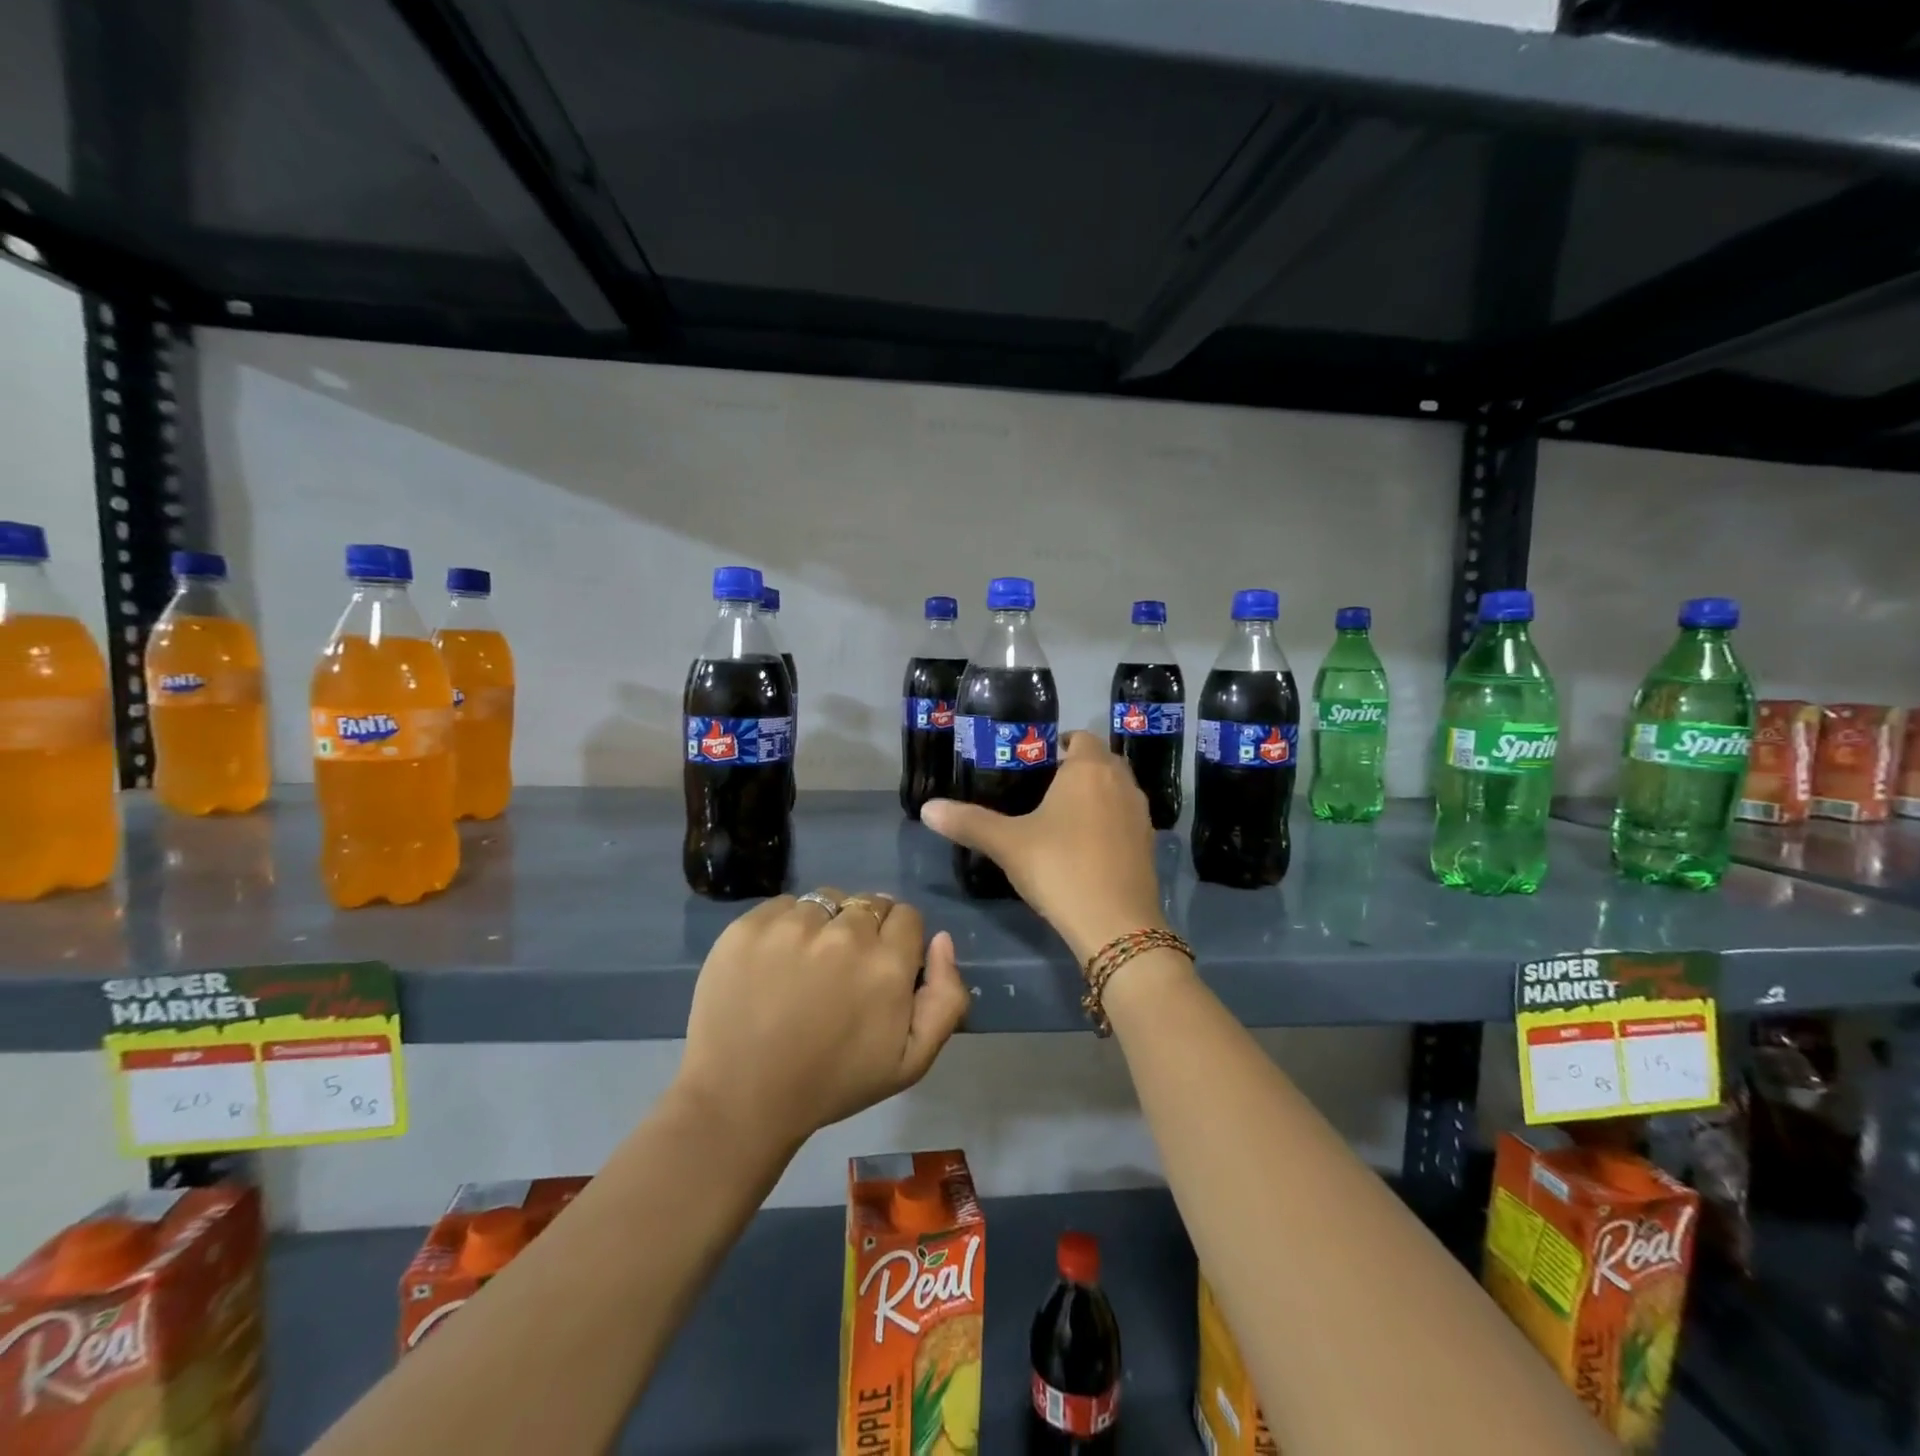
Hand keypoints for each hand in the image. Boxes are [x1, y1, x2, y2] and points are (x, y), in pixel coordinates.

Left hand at [676, 891, 970, 1147]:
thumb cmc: (833, 1083)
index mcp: (887, 963)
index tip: (879, 969)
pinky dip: (785, 926)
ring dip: (824, 924)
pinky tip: (774, 962)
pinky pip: (783, 905)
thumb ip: (946, 998)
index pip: (906, 915)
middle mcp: (844, 933)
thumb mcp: (911, 1062)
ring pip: (825, 901)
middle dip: (863, 930)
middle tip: (842, 971)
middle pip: (868, 904)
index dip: (897, 940)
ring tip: (805, 965)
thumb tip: (941, 939)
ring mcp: (792, 925)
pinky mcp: (749, 926)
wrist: (741, 1100)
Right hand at [921, 732, 1166, 962]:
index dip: (1058, 744)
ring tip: (1061, 818)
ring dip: (1095, 795)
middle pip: (1101, 761)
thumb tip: (928, 809)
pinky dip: (1108, 822)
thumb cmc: (1060, 868)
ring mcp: (1140, 814)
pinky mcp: (1149, 845)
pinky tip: (1084, 848)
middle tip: (1041, 789)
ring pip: (1116, 790)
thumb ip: (968, 822)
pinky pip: (1125, 819)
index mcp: (1089, 769)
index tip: (1034, 763)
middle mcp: (1121, 783)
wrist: (1116, 925)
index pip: (1080, 737)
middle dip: (1075, 769)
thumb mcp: (1007, 844)